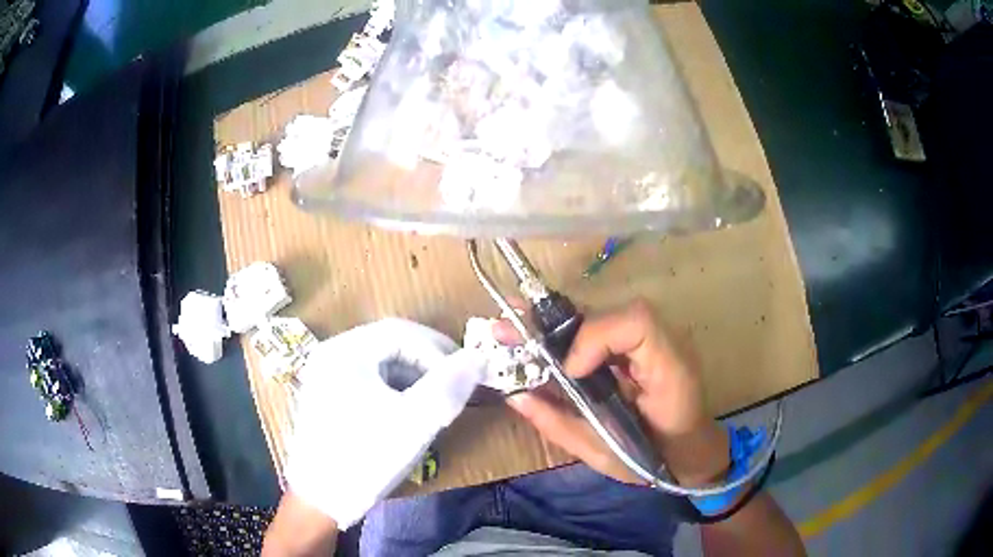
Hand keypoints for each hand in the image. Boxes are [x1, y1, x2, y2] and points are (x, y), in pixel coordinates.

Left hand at [285, 318, 485, 528]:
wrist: (320, 501)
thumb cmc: (364, 458)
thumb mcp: (413, 423)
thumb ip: (448, 387)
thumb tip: (479, 357)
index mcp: (344, 351)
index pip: (400, 331)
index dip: (439, 348)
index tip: (465, 373)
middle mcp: (331, 355)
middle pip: (388, 344)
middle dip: (427, 362)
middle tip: (455, 385)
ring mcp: (326, 377)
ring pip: (380, 363)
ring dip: (413, 377)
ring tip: (436, 401)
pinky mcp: (328, 398)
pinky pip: (369, 381)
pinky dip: (395, 390)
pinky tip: (408, 413)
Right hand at [499, 300, 729, 486]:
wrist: (690, 453)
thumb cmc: (653, 459)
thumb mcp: (604, 453)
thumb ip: (560, 424)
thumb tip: (515, 395)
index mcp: (669, 370)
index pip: (636, 324)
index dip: (596, 338)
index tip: (571, 372)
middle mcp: (665, 343)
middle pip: (607, 312)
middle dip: (553, 323)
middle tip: (504, 329)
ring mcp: (654, 340)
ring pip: (599, 318)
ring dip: (553, 327)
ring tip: (512, 333)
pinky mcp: (639, 346)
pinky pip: (600, 332)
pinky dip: (566, 338)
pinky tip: (537, 344)